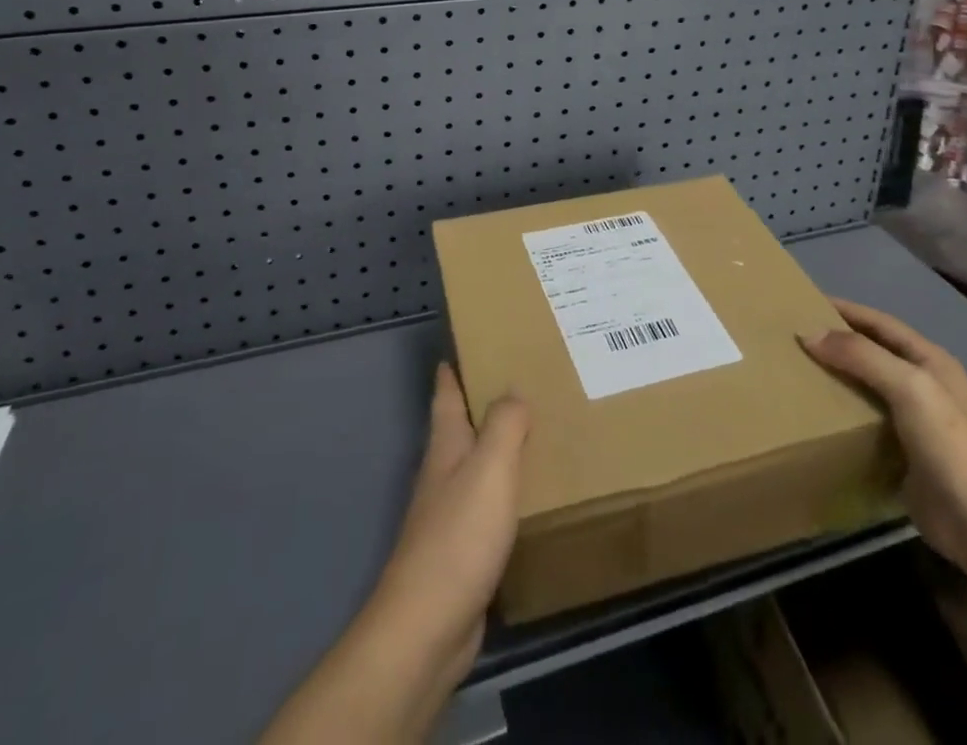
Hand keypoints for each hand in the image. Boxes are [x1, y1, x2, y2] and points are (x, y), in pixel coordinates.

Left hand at [259, 364, 526, 744]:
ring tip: (537, 432)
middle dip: (485, 403)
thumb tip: (513, 391)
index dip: (454, 366)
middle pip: (462, 426)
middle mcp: (444, 471)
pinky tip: (530, 494)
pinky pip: (489, 504)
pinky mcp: (463, 549)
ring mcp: (449, 512)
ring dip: (500, 447)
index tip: (469, 341)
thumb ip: (504, 424)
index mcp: (446, 444)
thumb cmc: (459, 535)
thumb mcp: (490, 467)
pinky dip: (507, 490)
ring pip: (477, 465)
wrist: (429, 625)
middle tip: (524, 381)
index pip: (446, 392)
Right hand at [800, 300, 966, 578]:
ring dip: (835, 380)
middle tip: (793, 339)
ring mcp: (913, 424)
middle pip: (871, 354)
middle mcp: (922, 387)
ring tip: (795, 373)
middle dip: (836, 344)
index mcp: (930, 361)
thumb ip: (860, 355)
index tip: (805, 303)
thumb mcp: (908, 385)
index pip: (881, 323)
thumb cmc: (950, 443)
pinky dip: (839, 417)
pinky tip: (813, 416)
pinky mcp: (901, 457)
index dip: (846, 310)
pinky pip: (863, 426)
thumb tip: (808, 333)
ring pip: (865, 389)